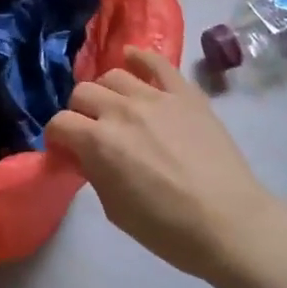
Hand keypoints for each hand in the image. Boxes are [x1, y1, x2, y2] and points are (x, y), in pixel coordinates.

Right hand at [45, 48, 277, 284]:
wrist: (229, 223)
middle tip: (90, 130)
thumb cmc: (168, 229)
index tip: (64, 149)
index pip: (59, 122)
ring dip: (106, 91)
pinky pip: (156, 62)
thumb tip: (85, 154)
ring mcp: (155, 97)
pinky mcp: (184, 93)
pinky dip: (140, 57)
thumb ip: (94, 173)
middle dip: (79, 111)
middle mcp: (121, 110)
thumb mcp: (115, 209)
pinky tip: (132, 58)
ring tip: (115, 106)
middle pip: (82, 92)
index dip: (57, 136)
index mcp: (99, 142)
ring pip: (114, 74)